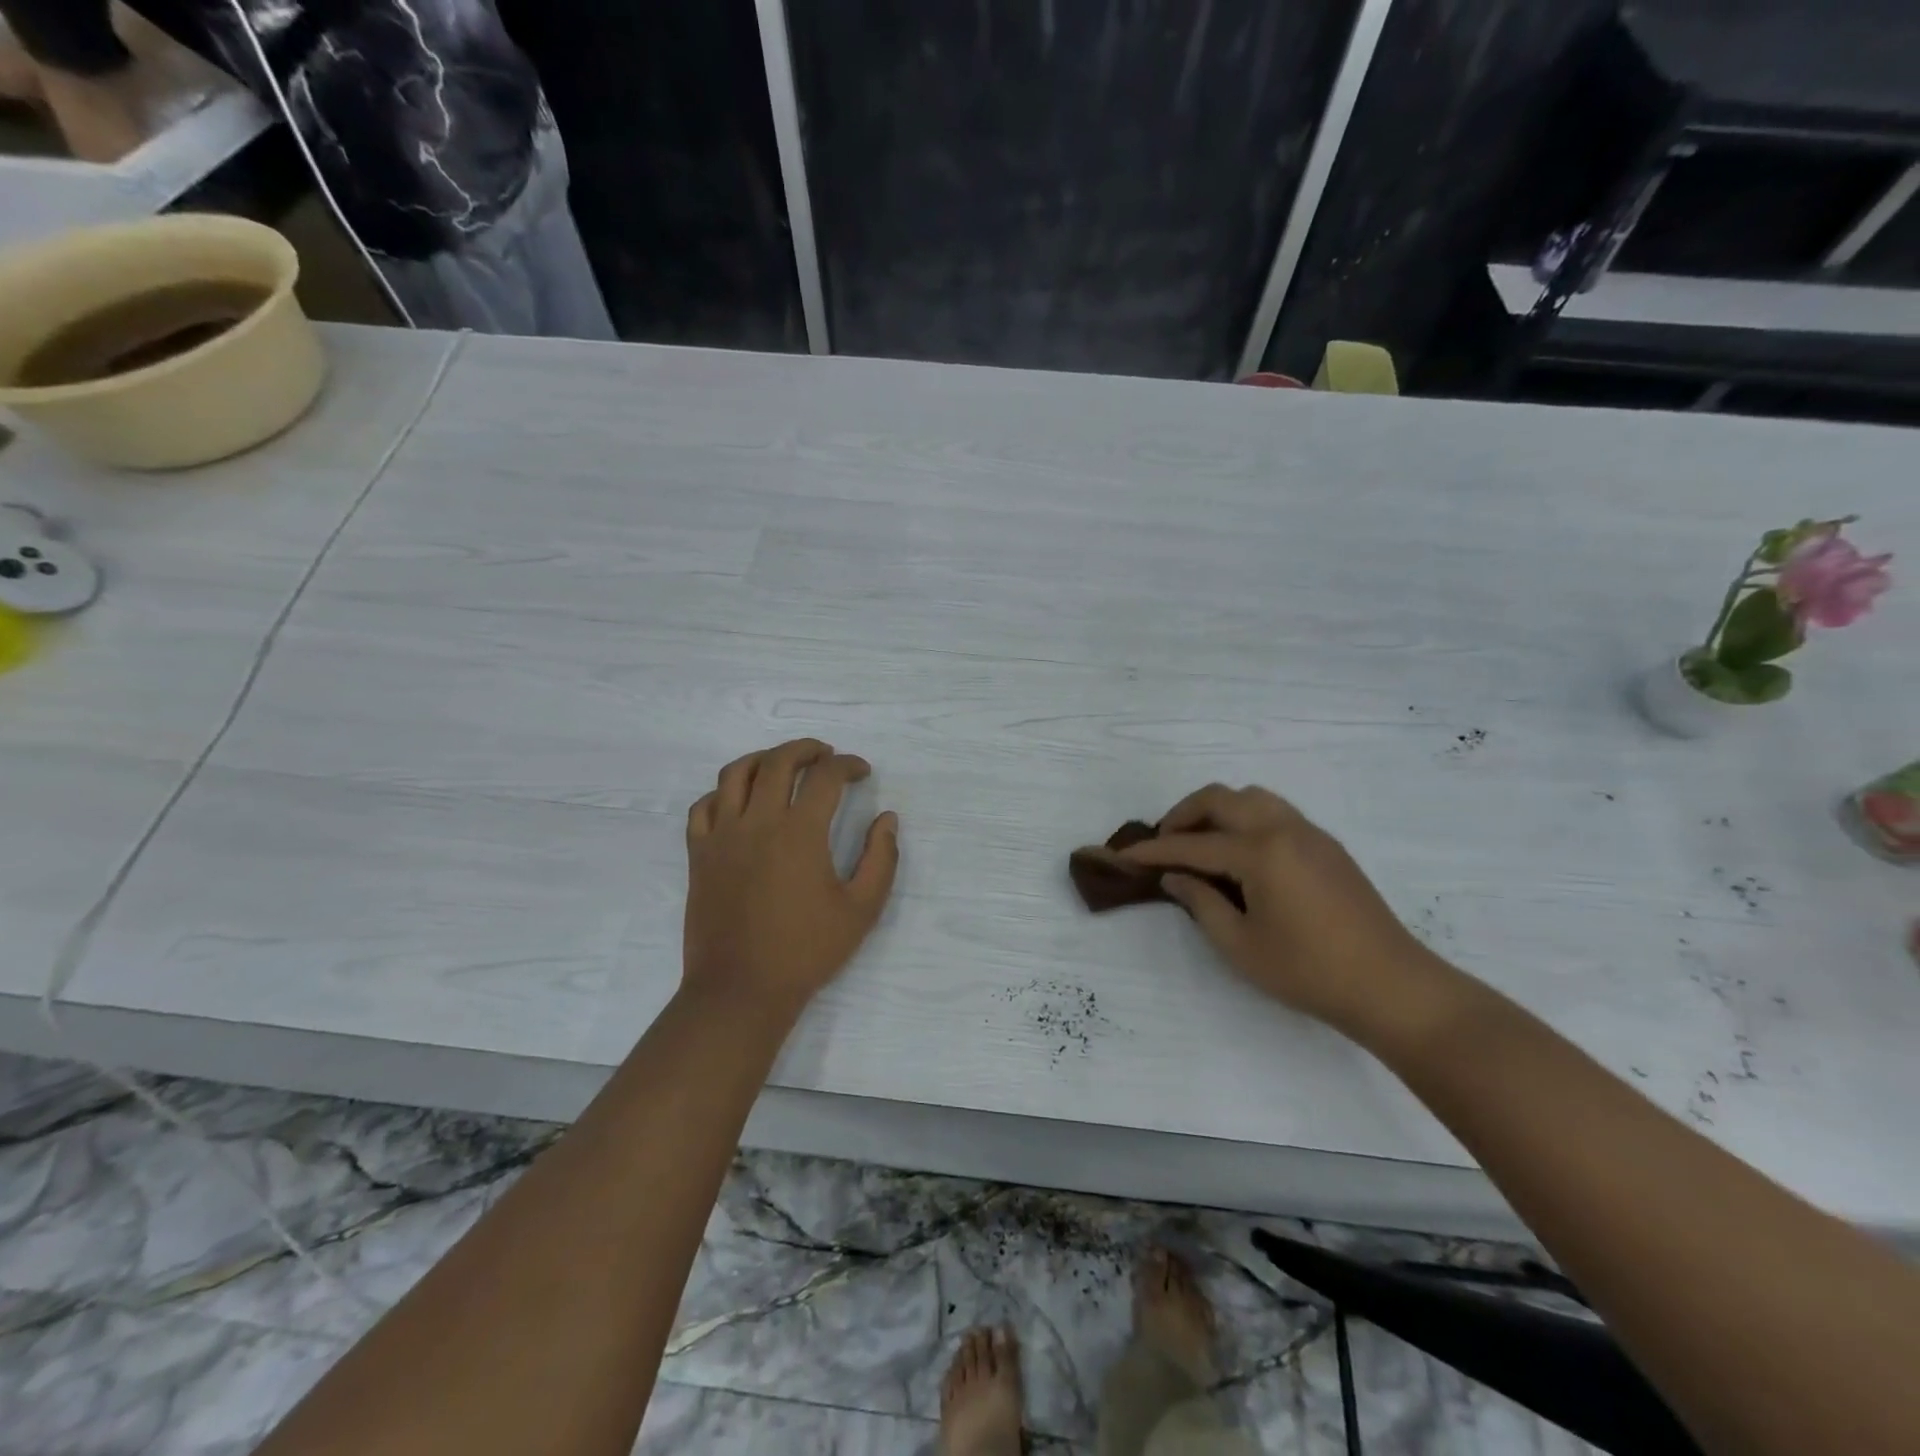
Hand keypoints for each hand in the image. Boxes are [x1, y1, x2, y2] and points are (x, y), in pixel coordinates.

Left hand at [682, 739, 898, 1016]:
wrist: (741, 989)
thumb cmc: (806, 951)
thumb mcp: (862, 909)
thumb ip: (881, 859)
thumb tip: (887, 819)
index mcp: (800, 833)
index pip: (825, 777)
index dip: (847, 765)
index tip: (862, 772)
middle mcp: (757, 823)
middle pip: (778, 762)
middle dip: (806, 750)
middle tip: (825, 756)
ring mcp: (721, 836)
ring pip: (735, 774)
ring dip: (763, 759)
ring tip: (781, 765)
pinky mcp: (699, 855)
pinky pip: (703, 806)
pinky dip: (723, 792)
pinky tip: (739, 801)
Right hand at [1118, 784, 1453, 1041]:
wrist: (1391, 986)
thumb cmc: (1309, 971)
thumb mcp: (1241, 945)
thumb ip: (1201, 903)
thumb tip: (1175, 877)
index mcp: (1260, 852)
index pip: (1193, 844)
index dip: (1154, 851)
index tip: (1124, 854)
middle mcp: (1284, 828)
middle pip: (1221, 798)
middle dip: (1183, 814)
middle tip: (1163, 843)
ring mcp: (1310, 833)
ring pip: (1251, 797)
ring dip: (1217, 810)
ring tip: (1200, 843)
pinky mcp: (1326, 846)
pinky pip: (1274, 811)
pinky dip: (1245, 818)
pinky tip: (1239, 854)